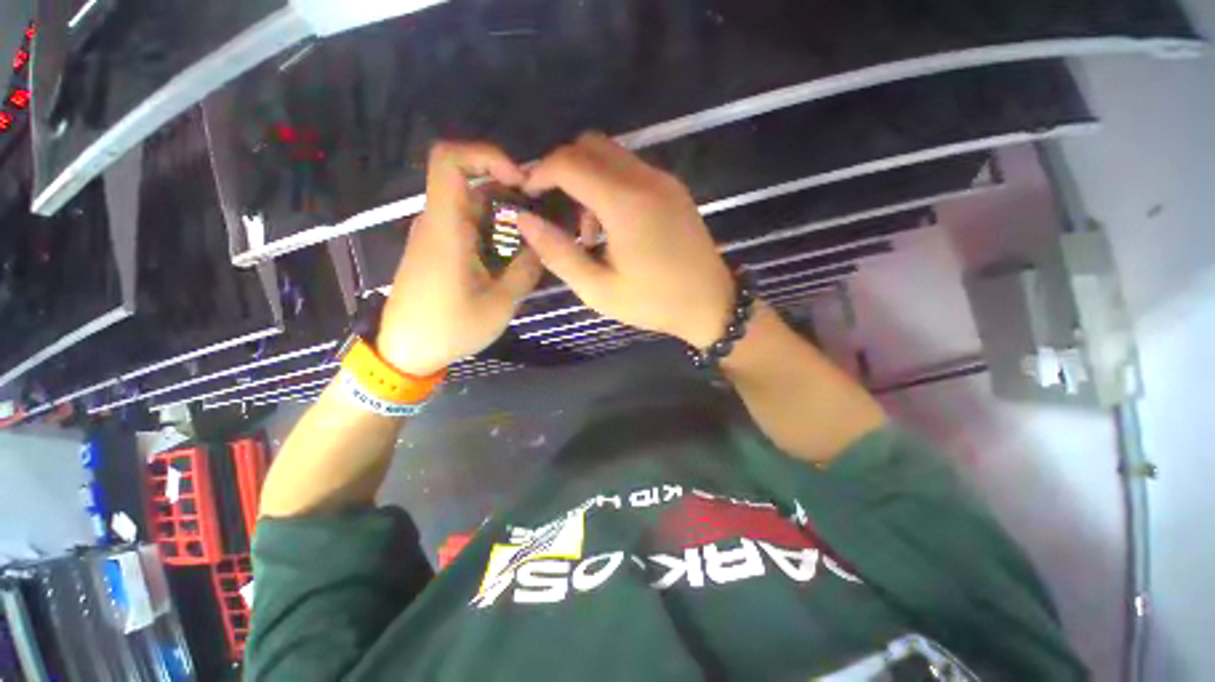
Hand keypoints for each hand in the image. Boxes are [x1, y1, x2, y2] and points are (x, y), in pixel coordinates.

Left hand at [376, 142, 541, 375]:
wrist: (408, 350)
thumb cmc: (450, 329)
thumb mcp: (499, 304)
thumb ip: (525, 270)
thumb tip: (543, 245)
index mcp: (446, 229)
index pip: (449, 160)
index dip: (485, 154)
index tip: (519, 180)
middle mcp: (437, 222)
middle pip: (469, 181)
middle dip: (508, 190)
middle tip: (541, 215)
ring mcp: (436, 235)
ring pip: (472, 203)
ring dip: (504, 213)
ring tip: (534, 237)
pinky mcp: (439, 249)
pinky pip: (468, 223)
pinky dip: (494, 228)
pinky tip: (514, 253)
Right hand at [517, 133, 733, 347]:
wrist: (712, 304)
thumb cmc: (654, 302)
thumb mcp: (599, 290)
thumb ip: (559, 253)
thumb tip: (525, 220)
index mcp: (626, 203)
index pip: (569, 162)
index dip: (539, 172)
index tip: (527, 196)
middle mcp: (646, 179)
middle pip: (589, 145)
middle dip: (562, 169)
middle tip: (555, 210)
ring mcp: (664, 180)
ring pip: (611, 154)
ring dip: (587, 178)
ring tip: (588, 230)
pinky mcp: (674, 189)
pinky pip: (631, 169)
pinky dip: (609, 184)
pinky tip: (613, 225)